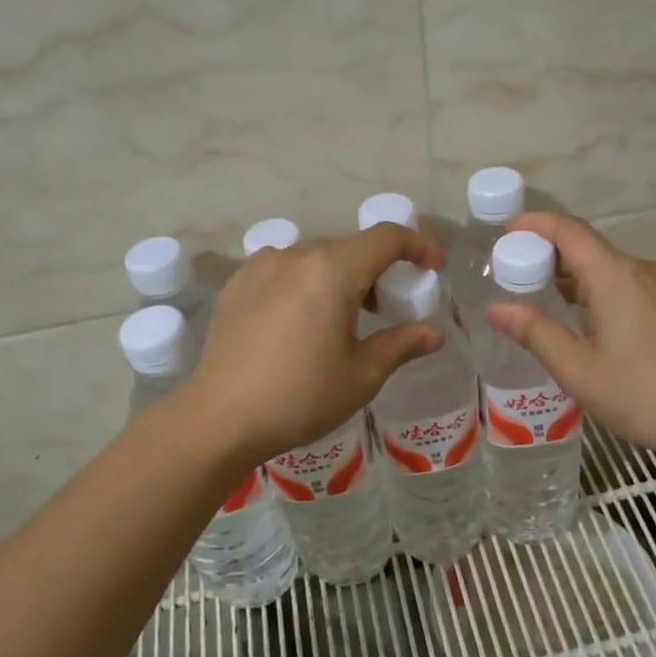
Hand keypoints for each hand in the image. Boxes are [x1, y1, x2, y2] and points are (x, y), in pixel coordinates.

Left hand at [187, 223, 445, 464]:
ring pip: (314, 259)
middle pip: (350, 248)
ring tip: (345, 318)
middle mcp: (295, 255)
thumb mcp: (362, 375)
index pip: (386, 238)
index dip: (418, 246)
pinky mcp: (236, 285)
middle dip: (378, 270)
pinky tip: (302, 322)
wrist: (221, 418)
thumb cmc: (301, 397)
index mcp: (332, 270)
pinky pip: (283, 272)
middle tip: (391, 306)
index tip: (434, 268)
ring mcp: (260, 267)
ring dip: (340, 277)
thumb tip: (433, 334)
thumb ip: (401, 344)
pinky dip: (306, 285)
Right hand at [484, 212, 655, 471]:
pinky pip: (635, 288)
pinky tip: (594, 325)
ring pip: (615, 271)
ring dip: (580, 280)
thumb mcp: (578, 369)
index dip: (535, 225)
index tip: (506, 233)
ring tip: (549, 302)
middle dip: (552, 257)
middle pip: (592, 250)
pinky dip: (605, 294)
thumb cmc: (643, 394)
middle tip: (517, 277)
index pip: (570, 231)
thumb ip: (535, 333)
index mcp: (617, 276)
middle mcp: (646, 270)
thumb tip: (497, 309)